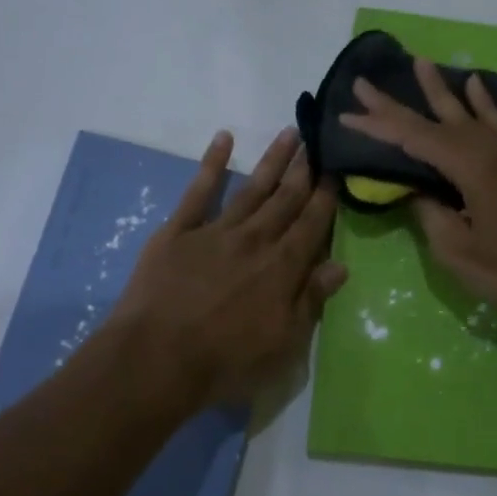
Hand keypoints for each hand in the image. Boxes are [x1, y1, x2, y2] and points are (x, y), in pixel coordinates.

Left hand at [110, 127, 345, 408]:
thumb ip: (311, 301)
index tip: (338, 171)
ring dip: (271, 160)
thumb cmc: (225, 361)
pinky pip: (199, 191)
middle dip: (304, 170)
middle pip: (285, 199)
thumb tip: (340, 265)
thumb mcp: (283, 344)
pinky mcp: (178, 231)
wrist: (156, 359)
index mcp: (282, 268)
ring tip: (288, 133)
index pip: (311, 225)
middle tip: (319, 141)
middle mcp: (254, 240)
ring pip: (251, 188)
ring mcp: (215, 231)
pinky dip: (212, 163)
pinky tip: (223, 139)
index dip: (326, 198)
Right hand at [338, 56, 496, 328]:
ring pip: (469, 112)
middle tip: (365, 83)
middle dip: (398, 103)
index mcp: (472, 168)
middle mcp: (493, 149)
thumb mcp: (459, 252)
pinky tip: (475, 85)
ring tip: (420, 63)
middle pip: (437, 119)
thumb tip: (417, 191)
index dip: (378, 126)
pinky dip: (484, 102)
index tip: (347, 114)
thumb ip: (431, 215)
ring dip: (441, 89)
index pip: (415, 139)